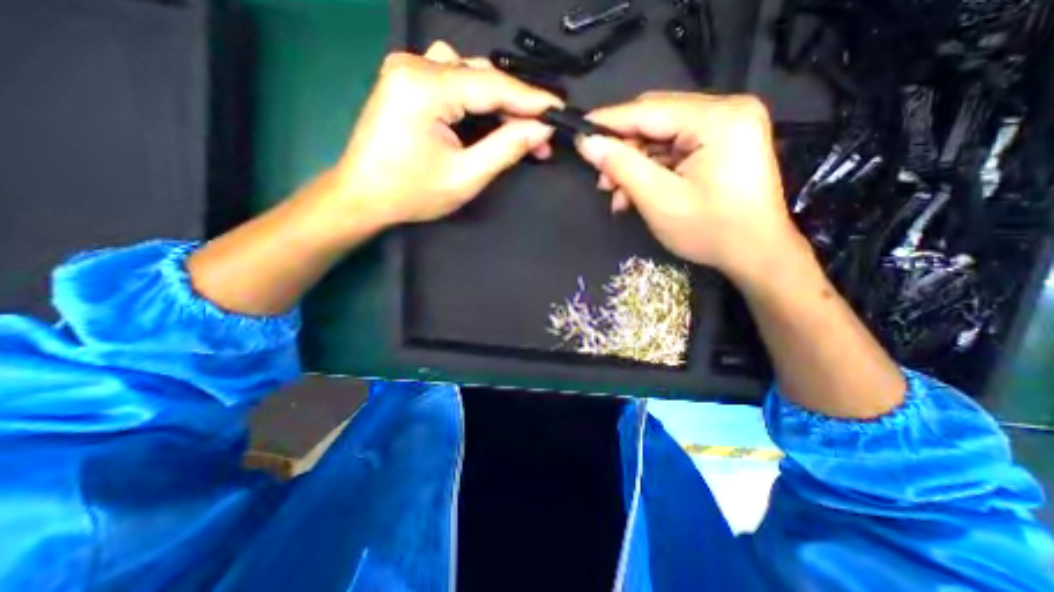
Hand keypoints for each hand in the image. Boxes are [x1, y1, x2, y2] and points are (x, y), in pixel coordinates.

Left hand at [329, 39, 559, 231]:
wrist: (364, 196)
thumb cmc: (412, 193)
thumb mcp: (466, 176)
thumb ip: (506, 148)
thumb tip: (540, 129)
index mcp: (426, 87)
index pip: (493, 85)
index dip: (531, 100)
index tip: (560, 111)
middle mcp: (414, 65)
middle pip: (482, 77)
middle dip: (515, 107)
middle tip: (541, 136)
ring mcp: (407, 69)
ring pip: (469, 74)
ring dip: (497, 101)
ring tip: (517, 129)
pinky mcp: (406, 80)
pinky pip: (452, 78)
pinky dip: (475, 98)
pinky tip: (485, 118)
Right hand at [573, 90, 804, 278]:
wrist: (755, 254)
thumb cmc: (710, 230)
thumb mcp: (658, 199)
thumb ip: (621, 166)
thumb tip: (587, 143)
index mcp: (718, 118)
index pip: (649, 110)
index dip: (609, 122)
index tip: (579, 132)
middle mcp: (726, 111)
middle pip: (656, 120)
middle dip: (624, 151)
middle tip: (602, 180)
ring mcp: (727, 127)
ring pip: (662, 137)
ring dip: (635, 165)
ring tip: (617, 196)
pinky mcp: (723, 144)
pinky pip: (675, 149)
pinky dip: (652, 170)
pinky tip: (637, 193)